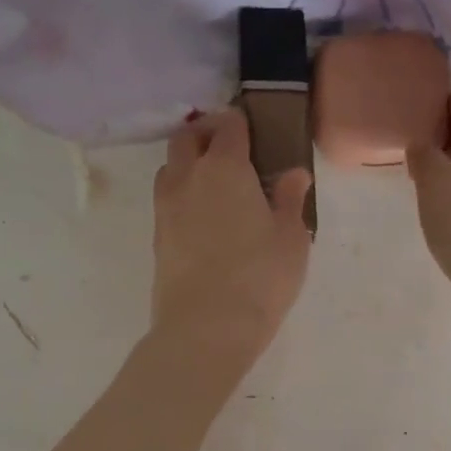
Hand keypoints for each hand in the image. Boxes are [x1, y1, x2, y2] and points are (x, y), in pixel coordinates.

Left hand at [150, 108, 312, 371]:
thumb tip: (294, 173)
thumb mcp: (290, 238)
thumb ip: (289, 200)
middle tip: (231, 150)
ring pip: (170, 167)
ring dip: (188, 163)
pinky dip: (182, 195)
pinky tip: (203, 218)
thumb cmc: (260, 277)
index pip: (228, 126)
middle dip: (206, 134)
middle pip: (187, 137)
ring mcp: (166, 208)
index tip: (255, 132)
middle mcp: (188, 178)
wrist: (206, 327)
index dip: (241, 123)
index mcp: (224, 168)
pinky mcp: (157, 237)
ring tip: (214, 185)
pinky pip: (166, 200)